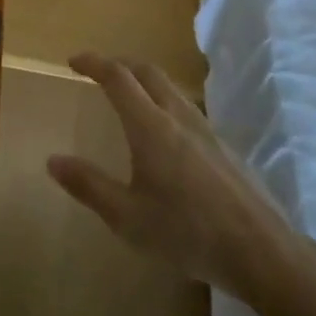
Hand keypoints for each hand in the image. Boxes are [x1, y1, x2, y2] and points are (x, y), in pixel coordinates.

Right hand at [46, 55, 315, 313]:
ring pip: (170, 88)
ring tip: (128, 96)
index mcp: (150, 126)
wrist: (263, 253)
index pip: (117, 77)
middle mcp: (178, 116)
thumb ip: (89, 185)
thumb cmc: (187, 233)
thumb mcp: (127, 217)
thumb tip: (52, 160)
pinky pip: (187, 108)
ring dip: (144, 80)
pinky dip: (164, 102)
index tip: (73, 61)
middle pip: (147, 71)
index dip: (93, 62)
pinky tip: (164, 133)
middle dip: (119, 63)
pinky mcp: (225, 147)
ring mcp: (207, 130)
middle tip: (98, 71)